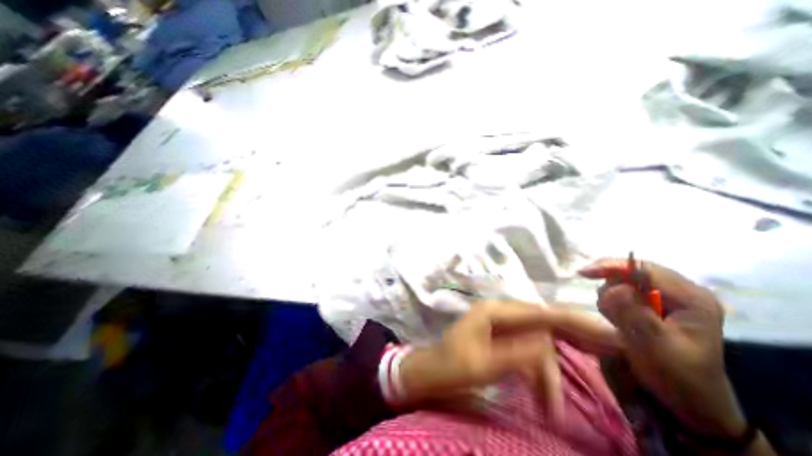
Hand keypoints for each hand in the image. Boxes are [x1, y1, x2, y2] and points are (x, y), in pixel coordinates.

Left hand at [397, 301, 619, 418]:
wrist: (432, 371)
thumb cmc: (452, 366)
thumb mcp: (484, 364)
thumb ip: (516, 353)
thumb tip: (548, 344)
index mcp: (494, 311)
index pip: (538, 312)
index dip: (572, 321)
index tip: (606, 331)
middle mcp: (500, 313)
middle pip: (542, 322)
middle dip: (573, 338)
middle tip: (610, 352)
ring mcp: (501, 326)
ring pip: (537, 342)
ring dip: (549, 372)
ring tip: (554, 407)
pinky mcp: (501, 339)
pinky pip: (527, 352)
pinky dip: (538, 374)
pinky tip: (546, 399)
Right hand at [577, 256, 747, 438]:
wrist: (688, 401)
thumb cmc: (676, 376)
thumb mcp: (654, 347)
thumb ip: (633, 314)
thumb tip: (615, 287)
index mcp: (691, 298)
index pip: (644, 268)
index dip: (611, 267)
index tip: (582, 274)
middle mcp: (681, 291)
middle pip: (631, 272)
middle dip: (612, 288)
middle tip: (607, 313)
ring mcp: (667, 297)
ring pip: (623, 281)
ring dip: (611, 298)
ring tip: (618, 322)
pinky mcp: (654, 303)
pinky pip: (622, 291)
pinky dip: (612, 303)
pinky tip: (619, 320)